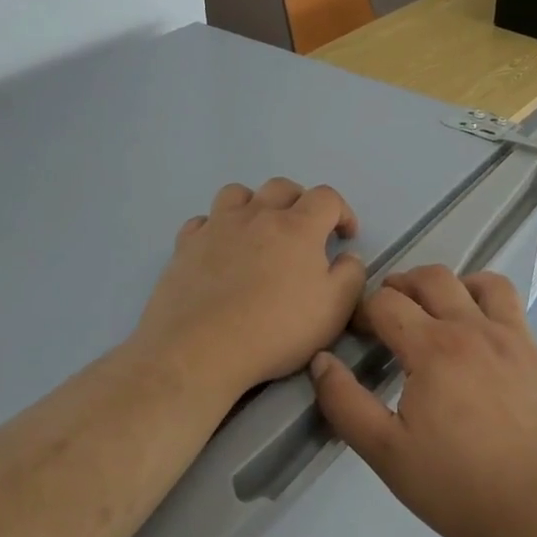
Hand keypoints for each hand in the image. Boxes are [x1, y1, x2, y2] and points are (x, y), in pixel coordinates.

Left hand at [131, 178, 366, 402]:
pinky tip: (220, 249)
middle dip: (300, 201)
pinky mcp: (186, 245)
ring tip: (259, 230)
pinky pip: (202, 221)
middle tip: (306, 231)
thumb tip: (348, 257)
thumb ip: (350, 275)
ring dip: (255, 204)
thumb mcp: (334, 309)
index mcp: (298, 226)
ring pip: (238, 193)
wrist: (201, 349)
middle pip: (282, 187)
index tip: (345, 236)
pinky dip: (216, 227)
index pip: (327, 197)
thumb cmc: (276, 329)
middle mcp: (257, 215)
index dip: (342, 211)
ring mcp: (217, 227)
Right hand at [309, 265, 536, 536]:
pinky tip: (480, 333)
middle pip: (431, 278)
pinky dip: (487, 301)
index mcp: (432, 348)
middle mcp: (471, 328)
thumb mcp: (387, 453)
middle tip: (388, 311)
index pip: (386, 303)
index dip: (363, 311)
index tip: (357, 333)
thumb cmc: (458, 485)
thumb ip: (346, 404)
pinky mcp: (535, 353)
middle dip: (401, 285)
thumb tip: (321, 362)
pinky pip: (510, 305)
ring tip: (437, 310)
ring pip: (479, 281)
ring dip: (450, 285)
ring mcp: (510, 337)